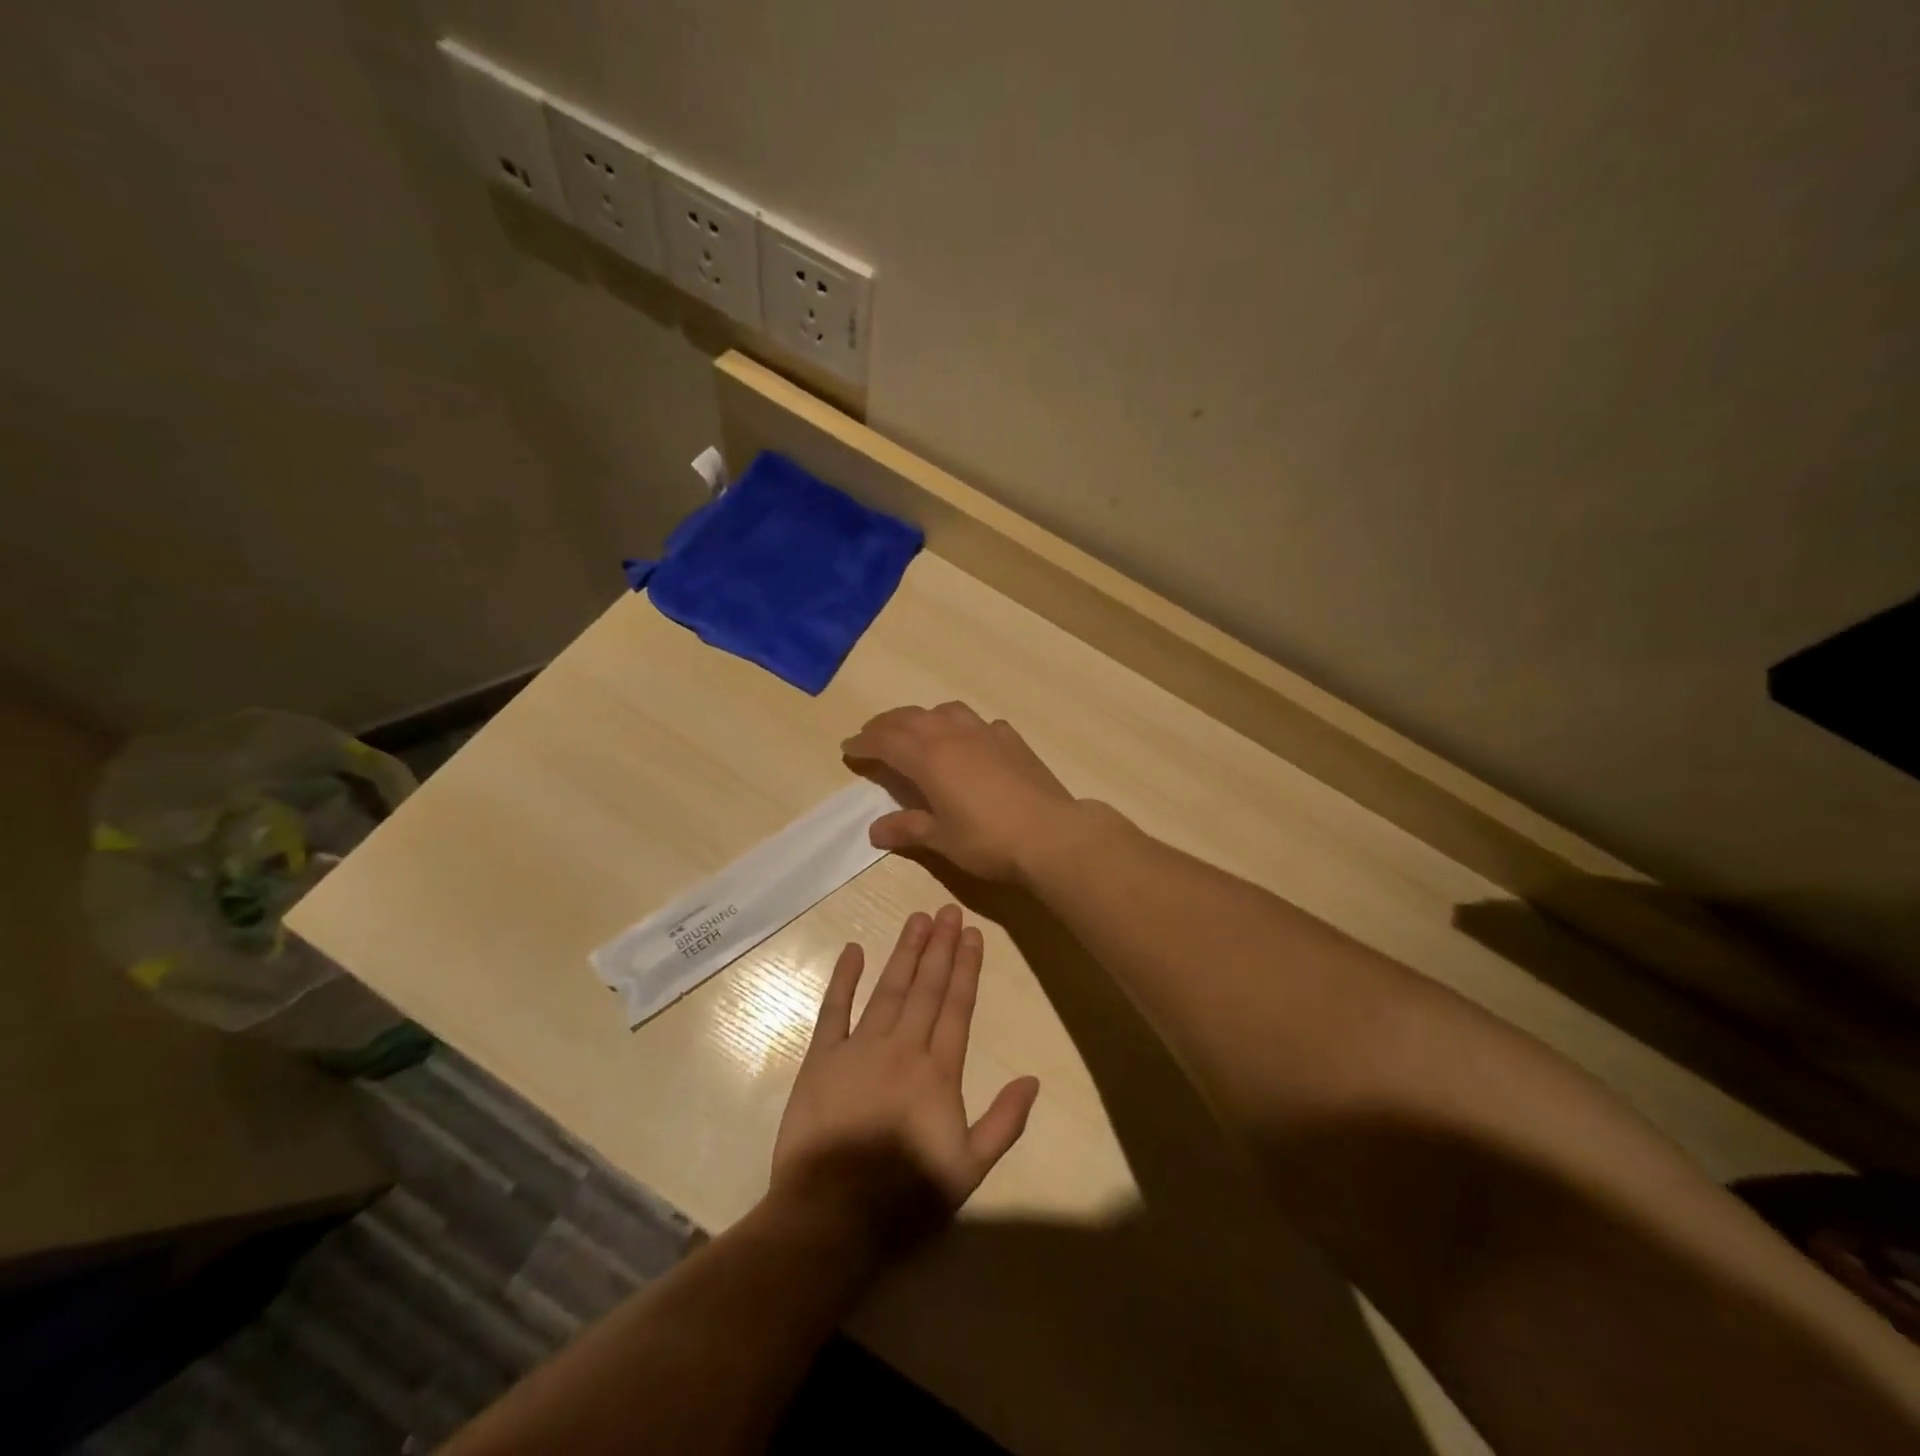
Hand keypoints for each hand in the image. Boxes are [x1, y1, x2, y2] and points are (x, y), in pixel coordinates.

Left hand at [771, 906, 1039, 1242]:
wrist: (831, 1216)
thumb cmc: (905, 1197)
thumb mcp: (969, 1171)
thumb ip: (1004, 1123)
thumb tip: (1032, 1079)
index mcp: (938, 1071)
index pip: (957, 1006)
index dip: (967, 968)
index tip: (973, 934)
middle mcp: (902, 1048)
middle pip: (926, 987)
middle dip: (940, 946)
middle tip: (948, 910)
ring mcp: (859, 1048)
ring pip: (888, 988)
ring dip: (905, 952)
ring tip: (918, 919)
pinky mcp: (822, 1058)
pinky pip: (834, 1009)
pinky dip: (844, 978)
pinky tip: (854, 950)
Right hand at [842, 703, 1075, 882]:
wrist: (1050, 834)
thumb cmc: (988, 840)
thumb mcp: (941, 839)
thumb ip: (907, 829)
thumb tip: (875, 830)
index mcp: (929, 758)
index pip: (886, 741)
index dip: (864, 743)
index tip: (848, 748)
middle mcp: (954, 735)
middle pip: (911, 718)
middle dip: (886, 725)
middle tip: (871, 736)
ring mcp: (986, 733)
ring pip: (945, 711)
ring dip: (923, 717)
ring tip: (916, 732)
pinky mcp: (1012, 740)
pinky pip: (978, 723)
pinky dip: (961, 727)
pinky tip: (968, 742)